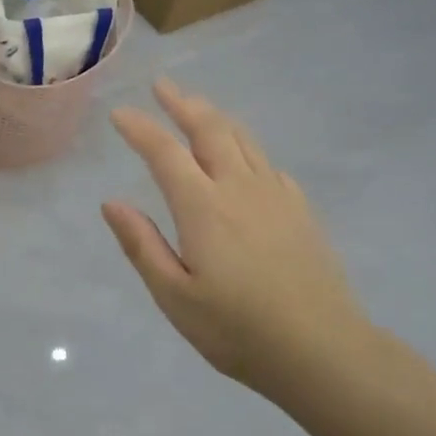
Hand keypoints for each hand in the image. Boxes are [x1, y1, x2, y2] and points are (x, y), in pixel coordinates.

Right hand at [103, 80, 379, 407]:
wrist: (323, 350)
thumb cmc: (238, 330)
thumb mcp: (175, 296)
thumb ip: (142, 245)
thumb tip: (111, 202)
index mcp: (203, 207)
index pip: (164, 152)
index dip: (140, 128)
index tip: (120, 113)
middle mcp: (240, 188)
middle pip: (210, 130)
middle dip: (183, 103)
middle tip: (163, 85)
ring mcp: (276, 196)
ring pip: (243, 139)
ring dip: (215, 116)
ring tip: (197, 106)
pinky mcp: (300, 210)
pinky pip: (267, 162)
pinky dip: (245, 146)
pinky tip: (243, 156)